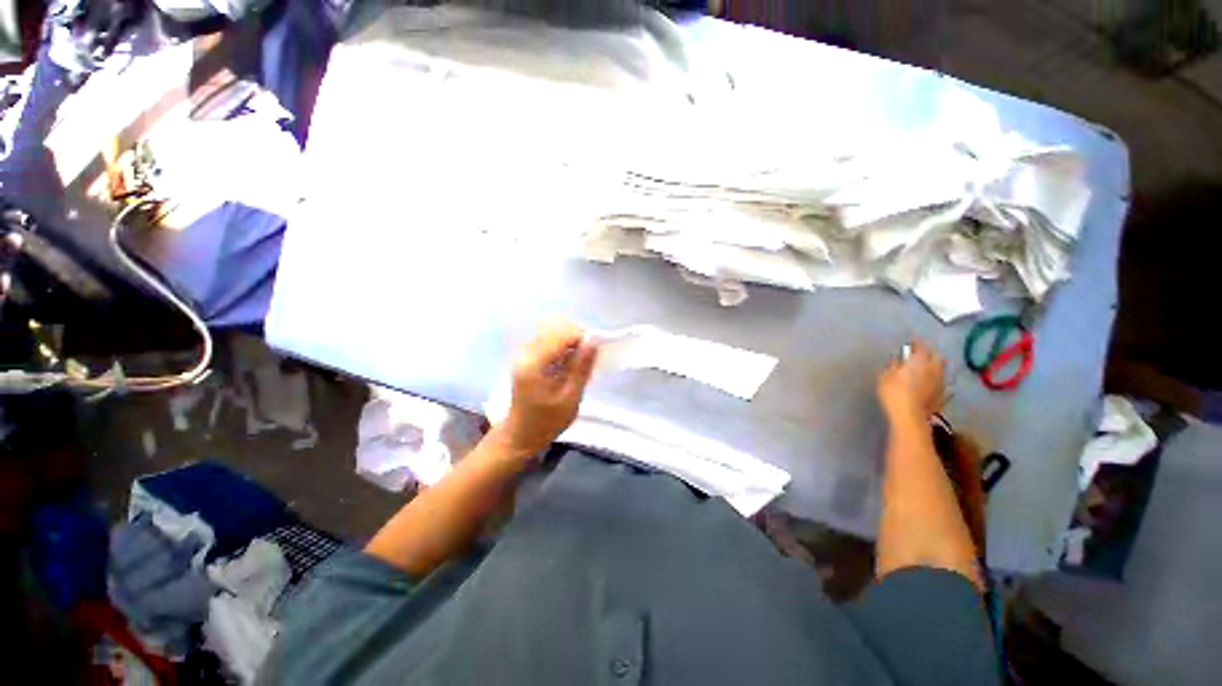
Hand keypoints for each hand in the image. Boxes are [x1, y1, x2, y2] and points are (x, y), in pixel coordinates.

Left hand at [498, 319, 598, 456]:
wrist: (521, 434)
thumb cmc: (547, 421)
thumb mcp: (570, 398)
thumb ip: (581, 368)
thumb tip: (593, 341)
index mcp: (534, 364)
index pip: (560, 334)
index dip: (581, 338)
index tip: (592, 354)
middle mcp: (525, 353)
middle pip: (554, 327)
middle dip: (574, 337)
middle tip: (585, 359)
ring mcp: (524, 353)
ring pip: (551, 331)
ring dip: (568, 341)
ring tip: (576, 363)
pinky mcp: (526, 356)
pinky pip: (547, 340)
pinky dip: (561, 346)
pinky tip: (566, 364)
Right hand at [877, 340, 946, 421]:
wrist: (910, 416)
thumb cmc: (894, 393)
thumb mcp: (885, 376)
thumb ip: (893, 366)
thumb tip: (897, 358)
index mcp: (919, 361)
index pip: (920, 346)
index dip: (916, 342)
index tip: (912, 339)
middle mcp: (934, 369)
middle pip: (936, 356)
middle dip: (930, 352)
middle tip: (923, 351)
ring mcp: (941, 383)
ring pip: (943, 369)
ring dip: (938, 365)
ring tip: (932, 364)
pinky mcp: (943, 396)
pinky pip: (945, 385)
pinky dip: (941, 382)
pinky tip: (940, 384)